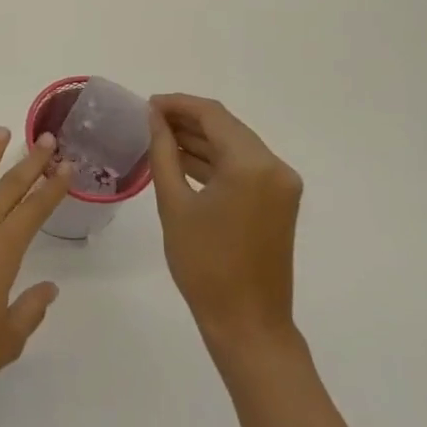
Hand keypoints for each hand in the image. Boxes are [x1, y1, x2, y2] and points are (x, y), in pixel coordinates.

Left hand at [0, 127, 71, 395]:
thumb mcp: (4, 342)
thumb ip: (29, 311)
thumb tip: (50, 287)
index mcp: (0, 253)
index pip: (34, 211)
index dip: (52, 187)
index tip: (67, 165)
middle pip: (7, 188)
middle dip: (29, 162)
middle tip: (45, 138)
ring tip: (0, 132)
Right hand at [147, 95, 303, 363]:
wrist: (247, 322)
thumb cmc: (204, 264)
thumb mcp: (174, 204)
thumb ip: (163, 152)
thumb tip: (153, 117)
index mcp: (252, 165)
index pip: (212, 115)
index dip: (177, 104)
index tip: (146, 104)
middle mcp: (274, 167)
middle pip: (227, 127)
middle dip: (187, 119)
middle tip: (148, 119)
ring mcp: (281, 185)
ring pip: (235, 145)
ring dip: (200, 139)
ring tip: (159, 137)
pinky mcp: (279, 201)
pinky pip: (243, 167)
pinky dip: (214, 160)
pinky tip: (182, 160)